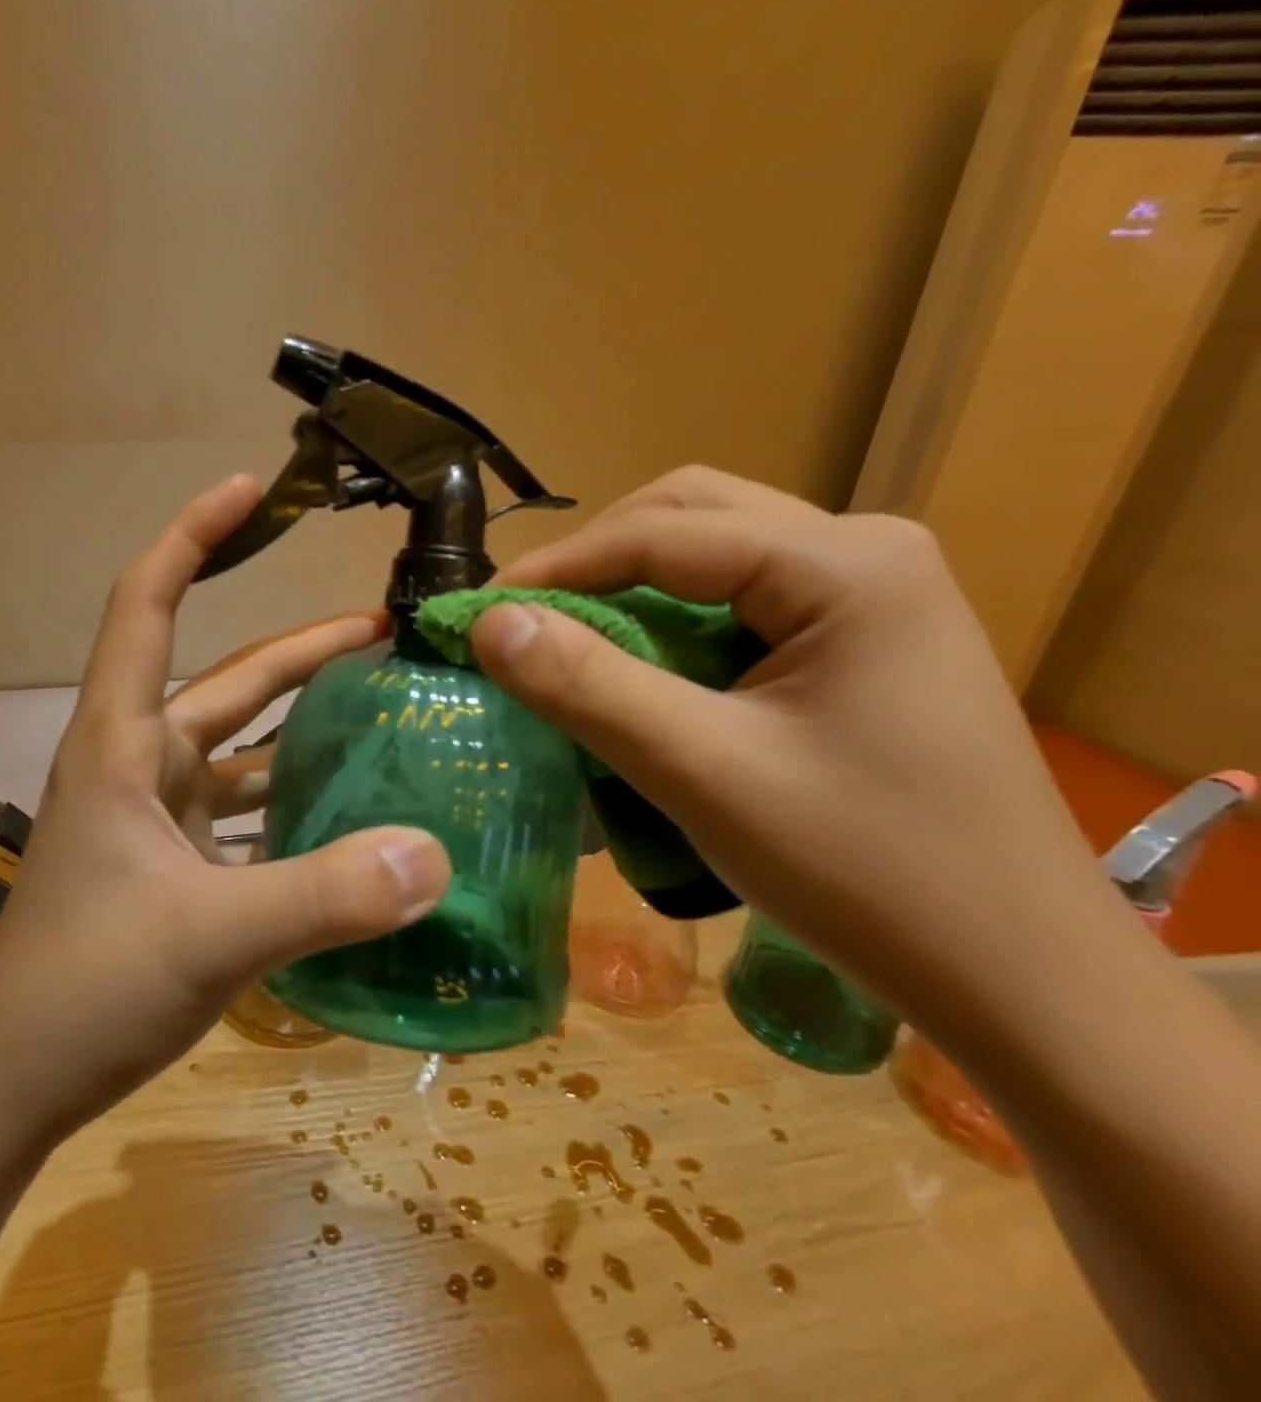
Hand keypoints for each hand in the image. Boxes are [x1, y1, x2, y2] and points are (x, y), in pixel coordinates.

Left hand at [0, 475, 450, 1142]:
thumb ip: (321, 896)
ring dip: (304, 725)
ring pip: (242, 748)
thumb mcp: (209, 937)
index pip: (146, 605)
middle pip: (228, 682)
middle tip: (387, 632)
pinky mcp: (173, 863)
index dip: (192, 537)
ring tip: (385, 711)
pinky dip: (292, 800)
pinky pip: (245, 810)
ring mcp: (157, 815)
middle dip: (303, 651)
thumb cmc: (86, 990)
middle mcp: (139, 763)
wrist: (15, 1084)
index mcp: (122, 744)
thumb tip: (434, 855)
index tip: (247, 489)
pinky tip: (350, 811)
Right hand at [468, 466, 1126, 1037]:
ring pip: (713, 557)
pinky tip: (642, 672)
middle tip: (525, 623)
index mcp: (845, 564)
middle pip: (691, 518)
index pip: (662, 532)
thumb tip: (489, 623)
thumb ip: (588, 687)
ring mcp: (870, 594)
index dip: (556, 568)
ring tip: (569, 643)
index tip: (476, 615)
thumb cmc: (865, 871)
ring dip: (631, 591)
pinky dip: (672, 625)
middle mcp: (864, 552)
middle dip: (595, 562)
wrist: (1014, 974)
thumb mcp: (702, 772)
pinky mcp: (861, 640)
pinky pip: (739, 602)